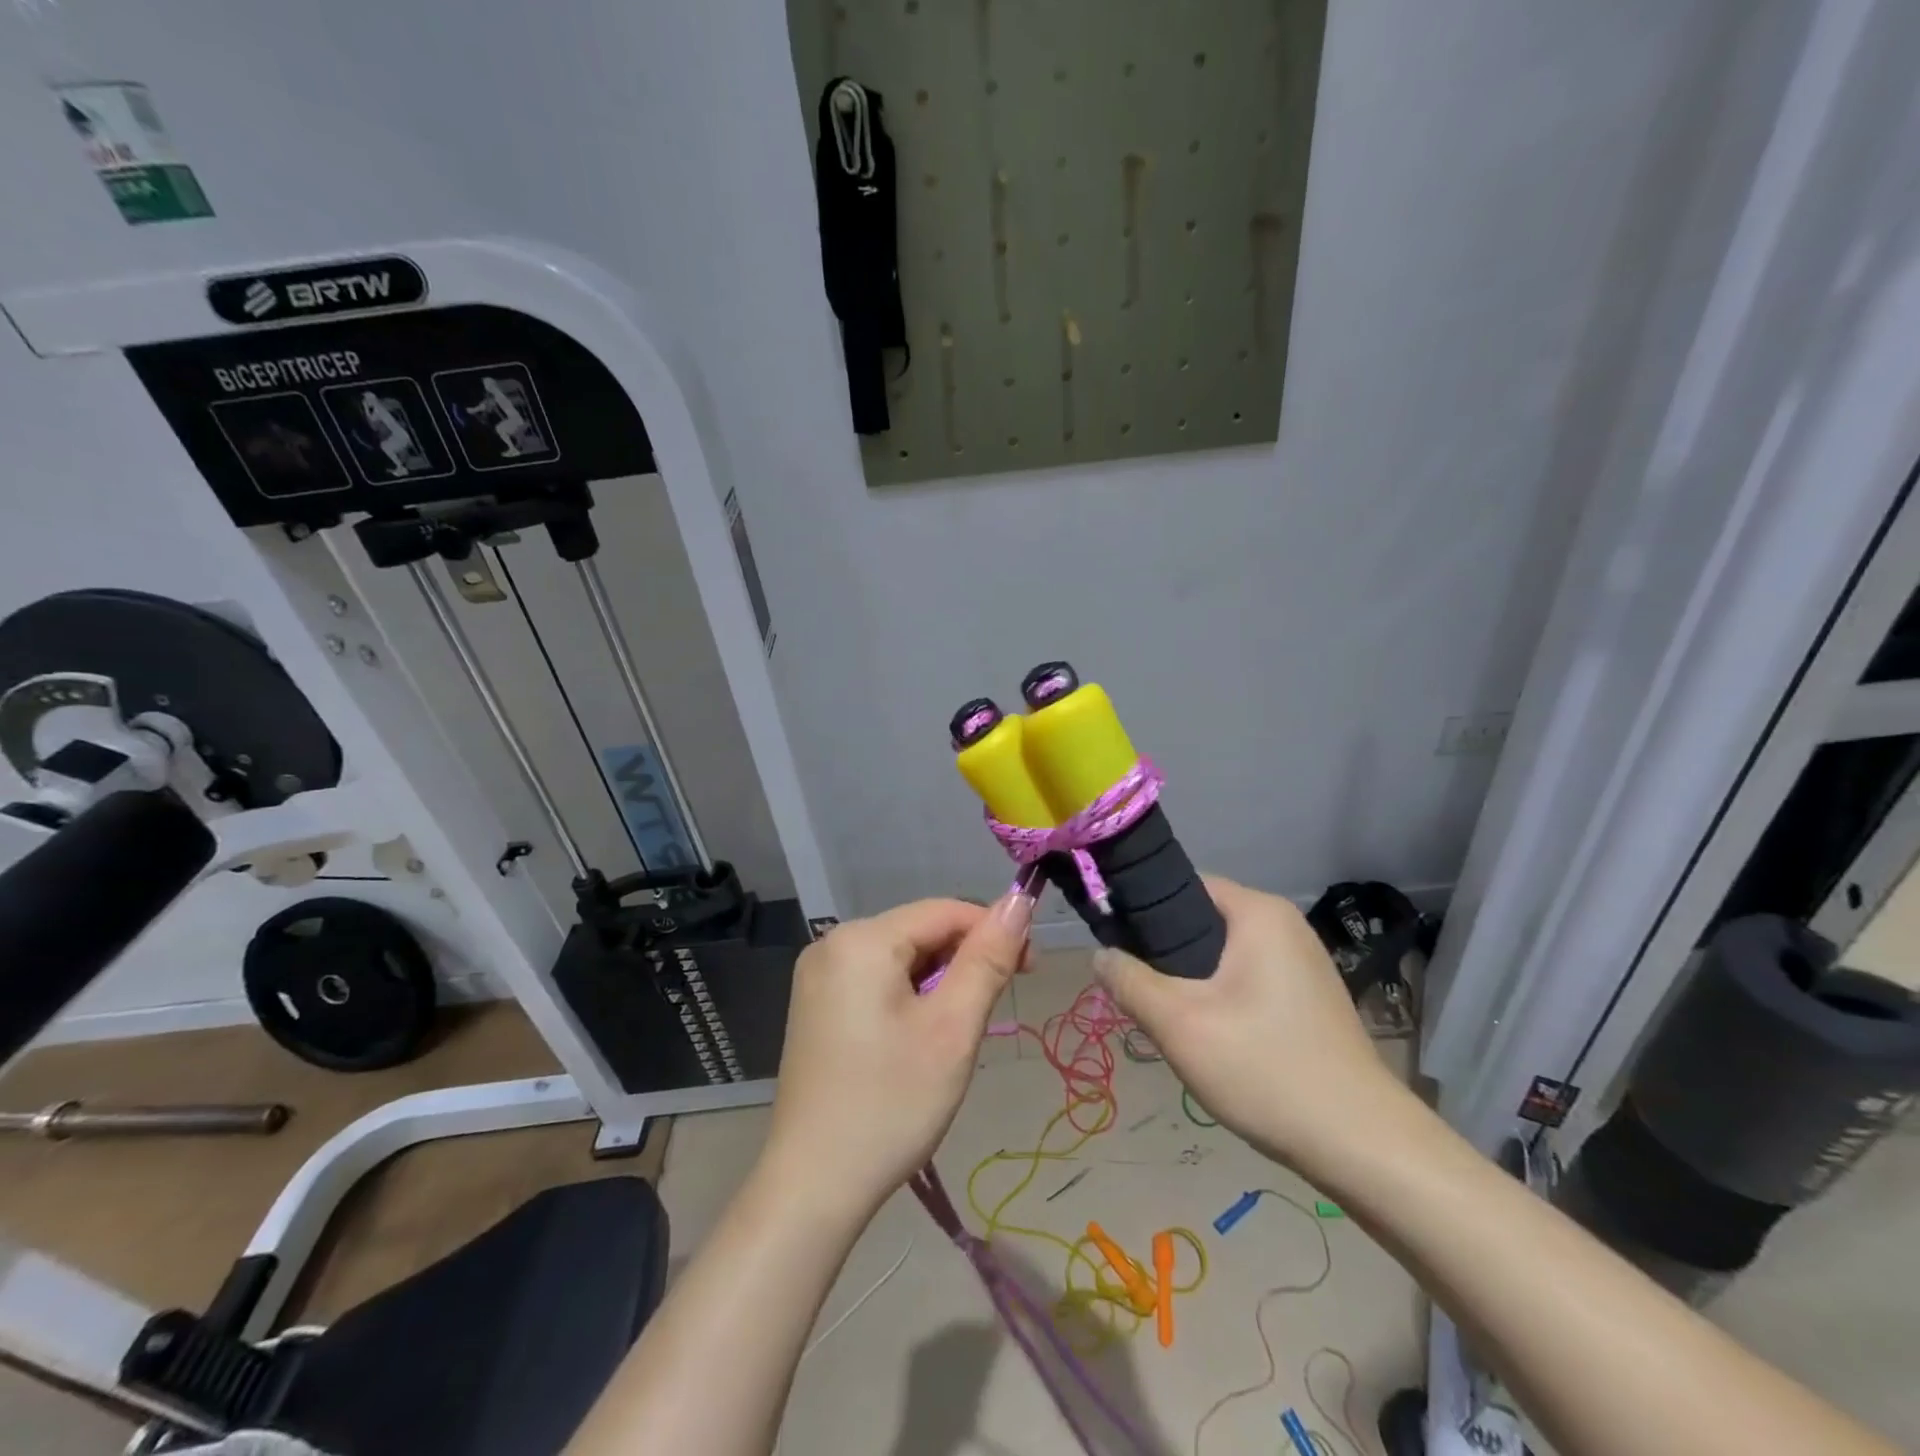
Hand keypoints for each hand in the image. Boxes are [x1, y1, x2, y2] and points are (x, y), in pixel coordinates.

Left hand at [759, 892, 1032, 1217]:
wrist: (813, 1187)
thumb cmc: (891, 1104)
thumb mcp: (952, 1028)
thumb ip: (988, 958)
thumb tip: (1019, 900)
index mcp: (862, 939)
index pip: (945, 910)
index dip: (994, 930)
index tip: (1031, 969)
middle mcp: (833, 943)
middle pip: (920, 931)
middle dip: (966, 959)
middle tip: (997, 1008)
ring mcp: (819, 975)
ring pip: (901, 957)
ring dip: (941, 981)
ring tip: (959, 1031)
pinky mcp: (817, 1004)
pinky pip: (877, 979)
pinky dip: (911, 996)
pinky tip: (922, 1036)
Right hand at [1092, 876, 1408, 1172]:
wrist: (1362, 1146)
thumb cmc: (1266, 1069)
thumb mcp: (1180, 1025)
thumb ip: (1130, 982)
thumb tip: (1099, 954)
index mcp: (1259, 913)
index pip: (1184, 886)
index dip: (1143, 909)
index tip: (1116, 944)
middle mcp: (1285, 925)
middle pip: (1203, 921)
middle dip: (1166, 954)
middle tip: (1139, 992)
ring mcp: (1303, 962)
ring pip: (1223, 955)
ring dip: (1191, 980)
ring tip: (1170, 1018)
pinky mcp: (1309, 997)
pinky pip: (1247, 979)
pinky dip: (1221, 997)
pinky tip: (1211, 1037)